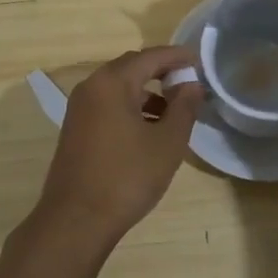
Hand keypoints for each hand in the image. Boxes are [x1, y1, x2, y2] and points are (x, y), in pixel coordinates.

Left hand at [35, 46, 204, 245]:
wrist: (76, 221)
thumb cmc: (126, 177)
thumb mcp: (167, 143)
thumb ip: (184, 108)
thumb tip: (192, 84)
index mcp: (112, 82)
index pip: (150, 56)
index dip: (177, 56)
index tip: (200, 61)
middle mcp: (91, 87)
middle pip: (132, 67)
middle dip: (162, 72)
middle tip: (189, 83)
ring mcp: (79, 108)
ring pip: (119, 87)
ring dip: (147, 92)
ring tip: (175, 111)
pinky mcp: (76, 128)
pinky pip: (108, 104)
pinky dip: (131, 107)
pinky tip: (150, 130)